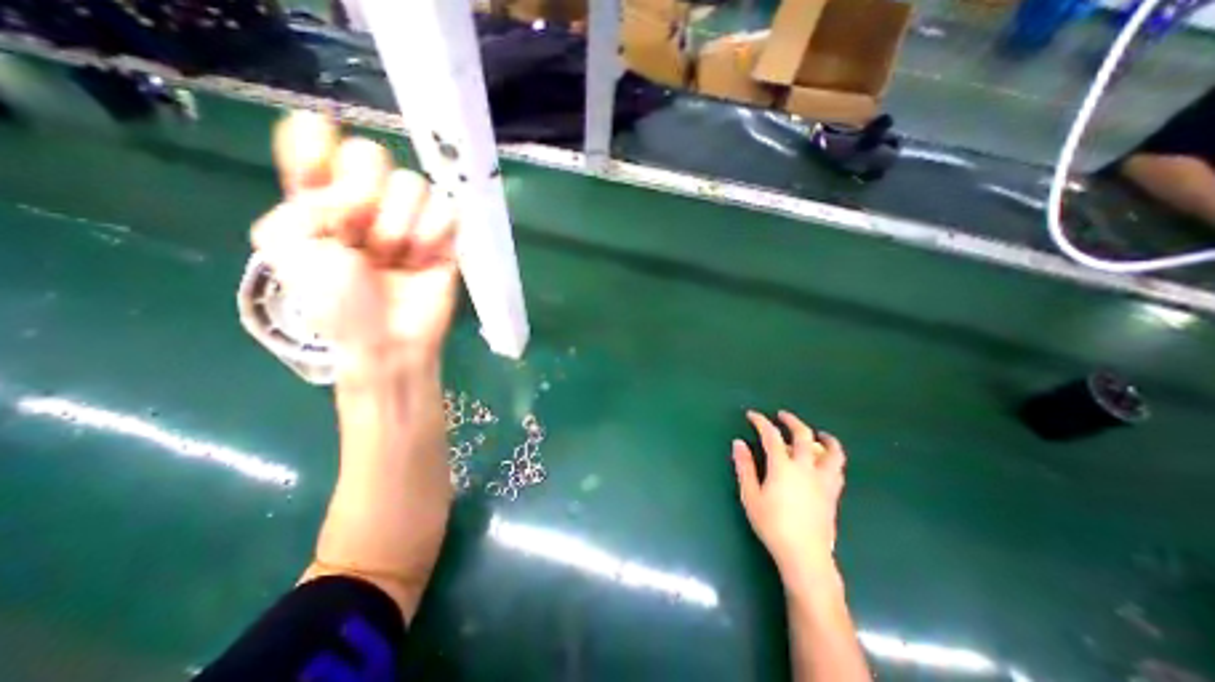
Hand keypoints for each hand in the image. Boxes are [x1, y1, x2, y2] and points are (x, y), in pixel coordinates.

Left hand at [248, 109, 458, 373]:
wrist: (388, 338)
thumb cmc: (336, 302)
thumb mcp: (287, 247)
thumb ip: (300, 198)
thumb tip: (355, 194)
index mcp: (321, 197)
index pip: (315, 135)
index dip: (315, 143)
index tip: (315, 176)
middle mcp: (367, 199)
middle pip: (370, 153)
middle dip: (362, 196)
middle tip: (358, 238)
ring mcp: (410, 217)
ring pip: (412, 182)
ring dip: (398, 226)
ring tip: (394, 259)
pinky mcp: (445, 236)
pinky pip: (446, 209)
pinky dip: (432, 235)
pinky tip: (422, 261)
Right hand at [730, 410, 847, 575]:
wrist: (805, 556)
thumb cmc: (772, 525)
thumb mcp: (751, 496)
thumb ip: (745, 467)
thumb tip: (738, 443)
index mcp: (783, 466)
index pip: (771, 435)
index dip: (761, 422)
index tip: (752, 415)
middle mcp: (806, 467)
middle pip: (803, 435)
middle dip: (792, 421)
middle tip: (782, 416)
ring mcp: (823, 480)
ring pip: (831, 451)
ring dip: (824, 438)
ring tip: (818, 434)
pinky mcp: (833, 493)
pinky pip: (838, 469)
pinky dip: (833, 458)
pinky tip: (826, 460)